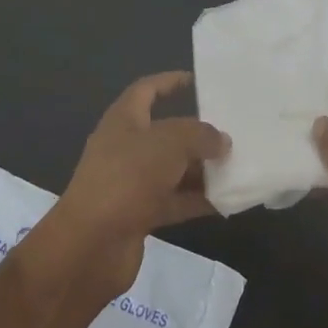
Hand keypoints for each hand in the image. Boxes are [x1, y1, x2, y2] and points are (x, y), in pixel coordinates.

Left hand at [47, 71, 228, 294]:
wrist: (90, 246)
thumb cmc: (127, 178)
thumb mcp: (169, 144)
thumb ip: (200, 136)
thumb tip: (221, 141)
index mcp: (123, 120)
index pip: (147, 90)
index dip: (169, 82)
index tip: (198, 81)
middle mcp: (126, 148)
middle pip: (166, 132)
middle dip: (197, 132)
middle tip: (231, 130)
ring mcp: (132, 183)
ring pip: (173, 169)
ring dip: (202, 168)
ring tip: (237, 165)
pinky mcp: (139, 215)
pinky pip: (175, 201)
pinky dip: (198, 200)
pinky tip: (227, 200)